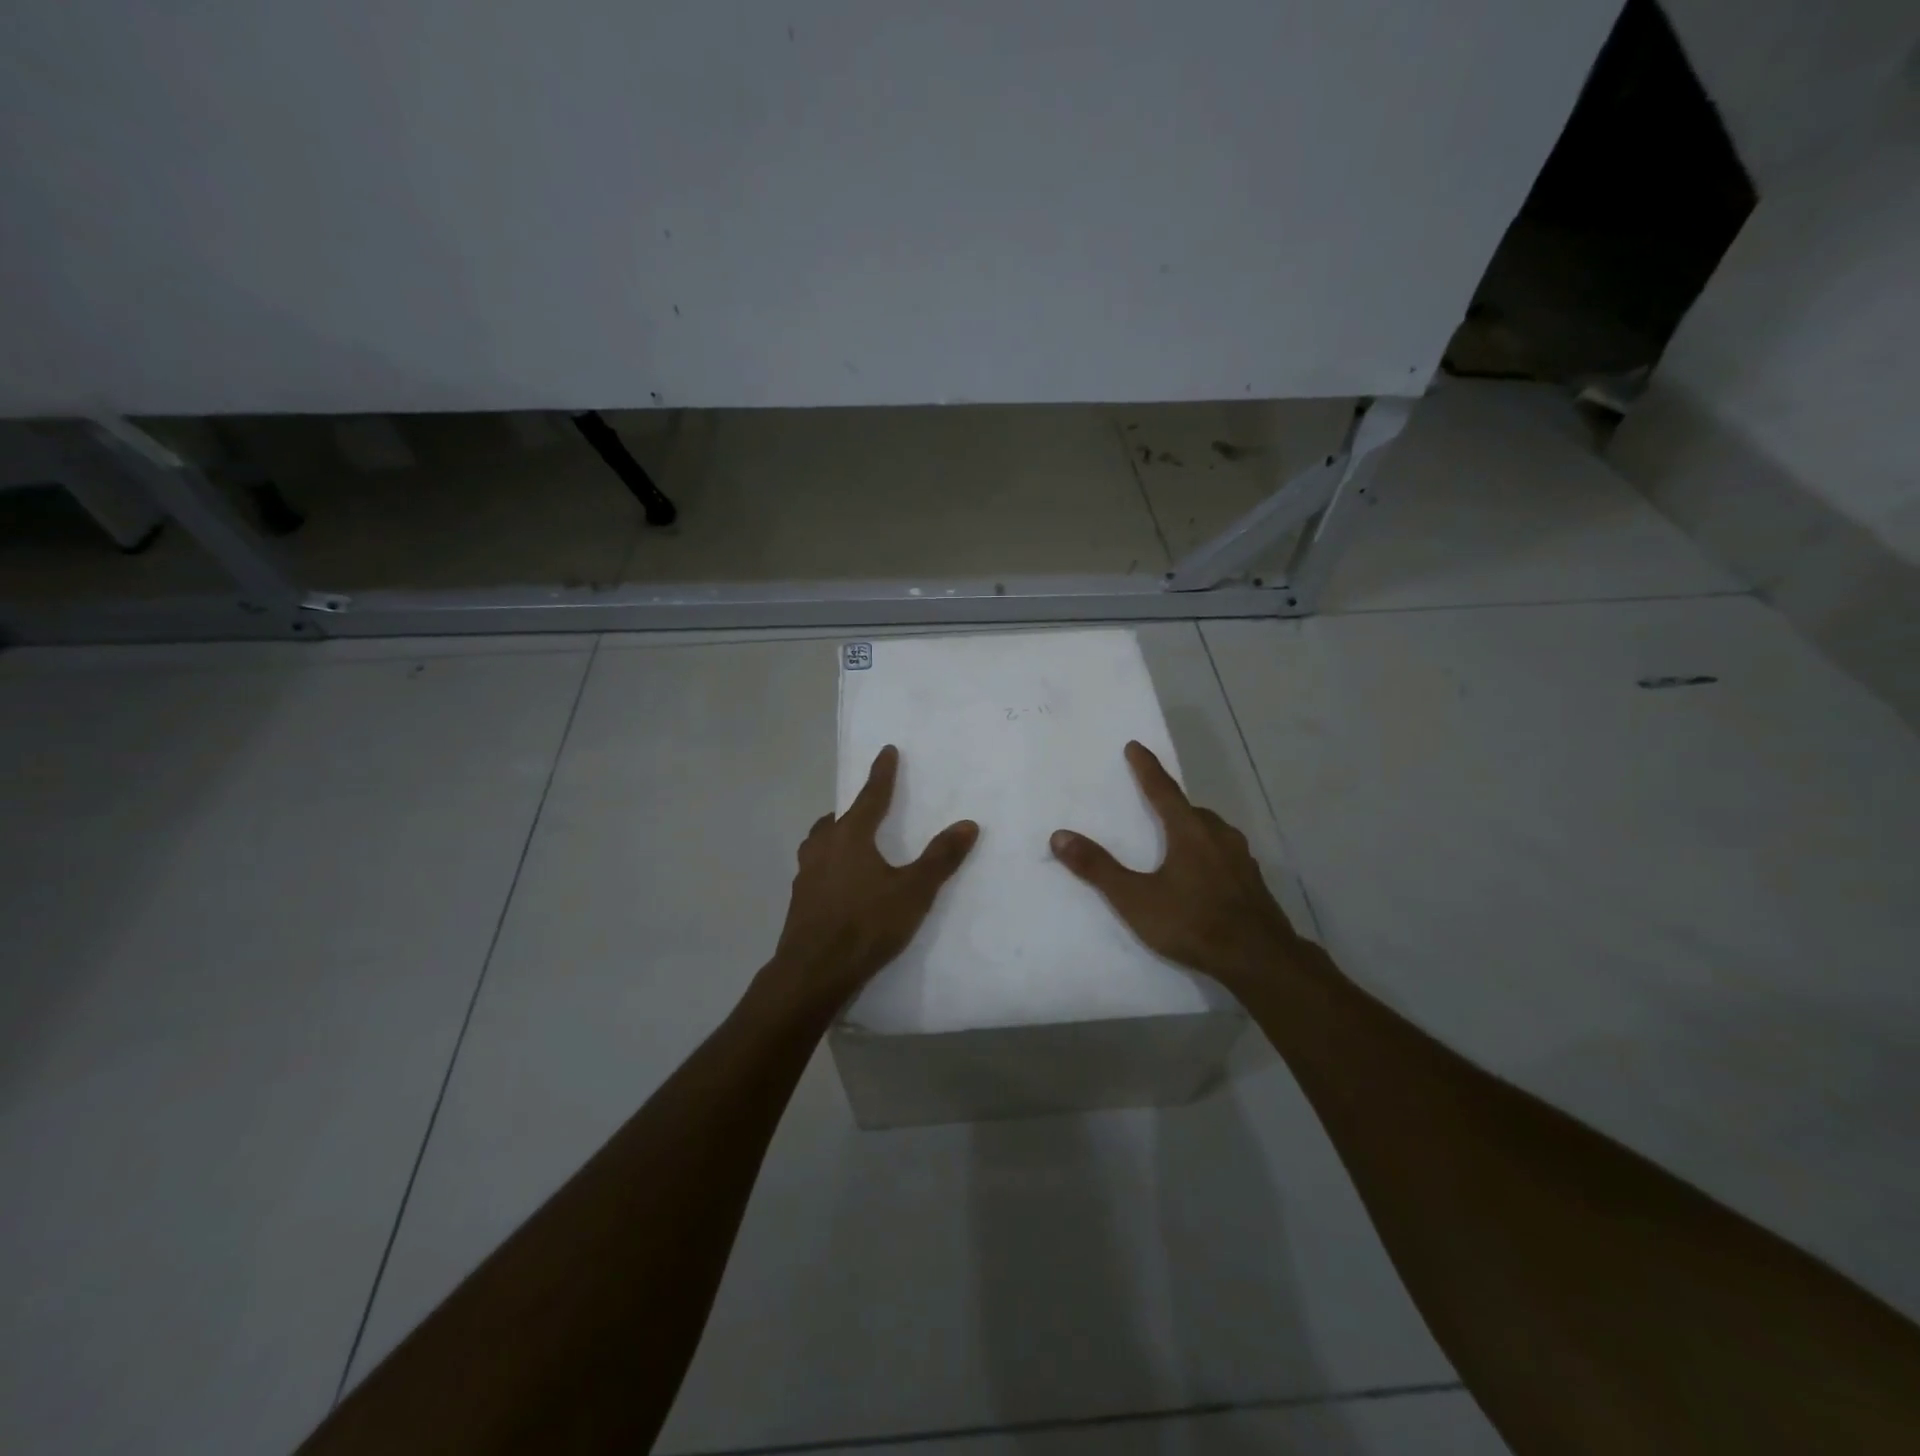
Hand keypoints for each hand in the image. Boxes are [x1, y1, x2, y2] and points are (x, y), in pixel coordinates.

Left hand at [761, 745, 977, 1016]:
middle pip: (838, 818)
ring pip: (820, 842)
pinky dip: (829, 865)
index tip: (886, 751)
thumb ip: (940, 858)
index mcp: (850, 835)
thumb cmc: (866, 924)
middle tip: (869, 809)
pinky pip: (816, 869)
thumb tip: (968, 824)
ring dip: (836, 836)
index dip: (882, 773)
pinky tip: (841, 884)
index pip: (871, 795)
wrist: (813, 972)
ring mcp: (805, 874)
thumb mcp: (913, 891)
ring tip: (853, 844)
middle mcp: (823, 846)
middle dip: (854, 810)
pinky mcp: (799, 900)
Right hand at [1051, 741, 1301, 995]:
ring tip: (1176, 840)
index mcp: (1190, 831)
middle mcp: (1218, 836)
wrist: (1259, 959)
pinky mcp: (1253, 882)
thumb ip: (1098, 868)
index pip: (1163, 790)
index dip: (1146, 768)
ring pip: (1212, 832)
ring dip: (1192, 829)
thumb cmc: (1192, 923)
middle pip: (1191, 810)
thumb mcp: (1135, 899)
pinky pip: (1225, 855)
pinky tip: (1203, 875)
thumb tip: (1060, 836)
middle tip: (1154, 803)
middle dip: (1171, 803)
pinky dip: (1209, 854)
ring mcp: (1241, 859)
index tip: (1135, 746)